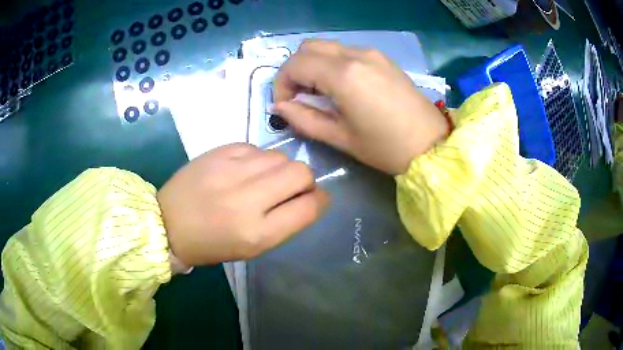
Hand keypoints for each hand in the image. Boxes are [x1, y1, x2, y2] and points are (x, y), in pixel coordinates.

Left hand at [157, 143, 329, 266]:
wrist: (168, 223)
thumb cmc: (211, 244)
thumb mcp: (252, 247)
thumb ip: (285, 222)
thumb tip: (309, 197)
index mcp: (258, 233)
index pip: (309, 206)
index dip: (321, 200)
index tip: (317, 198)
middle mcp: (248, 199)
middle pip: (300, 172)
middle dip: (305, 180)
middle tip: (291, 188)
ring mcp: (232, 171)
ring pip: (281, 156)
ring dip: (281, 169)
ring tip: (263, 180)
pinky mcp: (220, 152)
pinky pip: (257, 148)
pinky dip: (259, 159)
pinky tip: (244, 170)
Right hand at [273, 40, 447, 174]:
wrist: (431, 144)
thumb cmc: (386, 147)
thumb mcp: (340, 138)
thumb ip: (304, 119)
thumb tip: (280, 107)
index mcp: (343, 75)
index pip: (295, 64)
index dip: (281, 83)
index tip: (284, 104)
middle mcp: (355, 55)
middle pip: (308, 47)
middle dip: (295, 70)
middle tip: (300, 96)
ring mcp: (371, 53)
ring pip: (327, 46)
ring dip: (314, 65)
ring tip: (320, 93)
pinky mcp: (382, 58)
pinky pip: (347, 51)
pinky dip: (333, 63)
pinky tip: (341, 86)